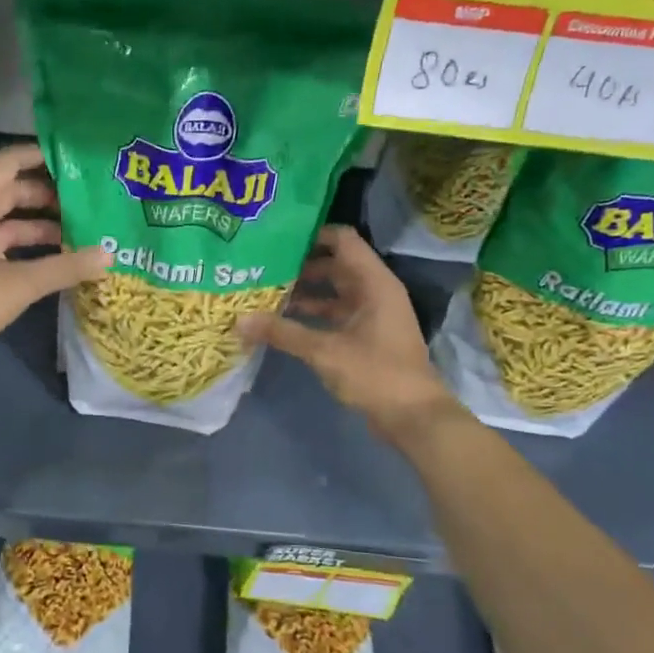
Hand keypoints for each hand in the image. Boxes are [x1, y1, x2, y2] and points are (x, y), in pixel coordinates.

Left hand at [0, 142, 108, 374]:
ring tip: (81, 230)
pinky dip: (31, 248)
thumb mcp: (21, 282)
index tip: (70, 159)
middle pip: (11, 192)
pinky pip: (6, 246)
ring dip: (42, 224)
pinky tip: (60, 258)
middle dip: (47, 194)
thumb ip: (66, 267)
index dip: (36, 156)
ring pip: (10, 222)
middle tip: (85, 199)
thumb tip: (108, 255)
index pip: (6, 164)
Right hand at [237, 225, 458, 443]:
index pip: (342, 240)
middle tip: (262, 265)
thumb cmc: (375, 374)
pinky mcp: (366, 334)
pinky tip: (282, 320)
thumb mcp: (324, 351)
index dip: (312, 234)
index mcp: (374, 282)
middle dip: (299, 265)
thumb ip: (282, 332)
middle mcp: (374, 290)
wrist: (414, 418)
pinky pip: (334, 313)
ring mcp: (371, 313)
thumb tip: (239, 321)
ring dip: (303, 291)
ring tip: (264, 291)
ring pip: (332, 290)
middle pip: (334, 264)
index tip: (277, 239)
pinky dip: (311, 313)